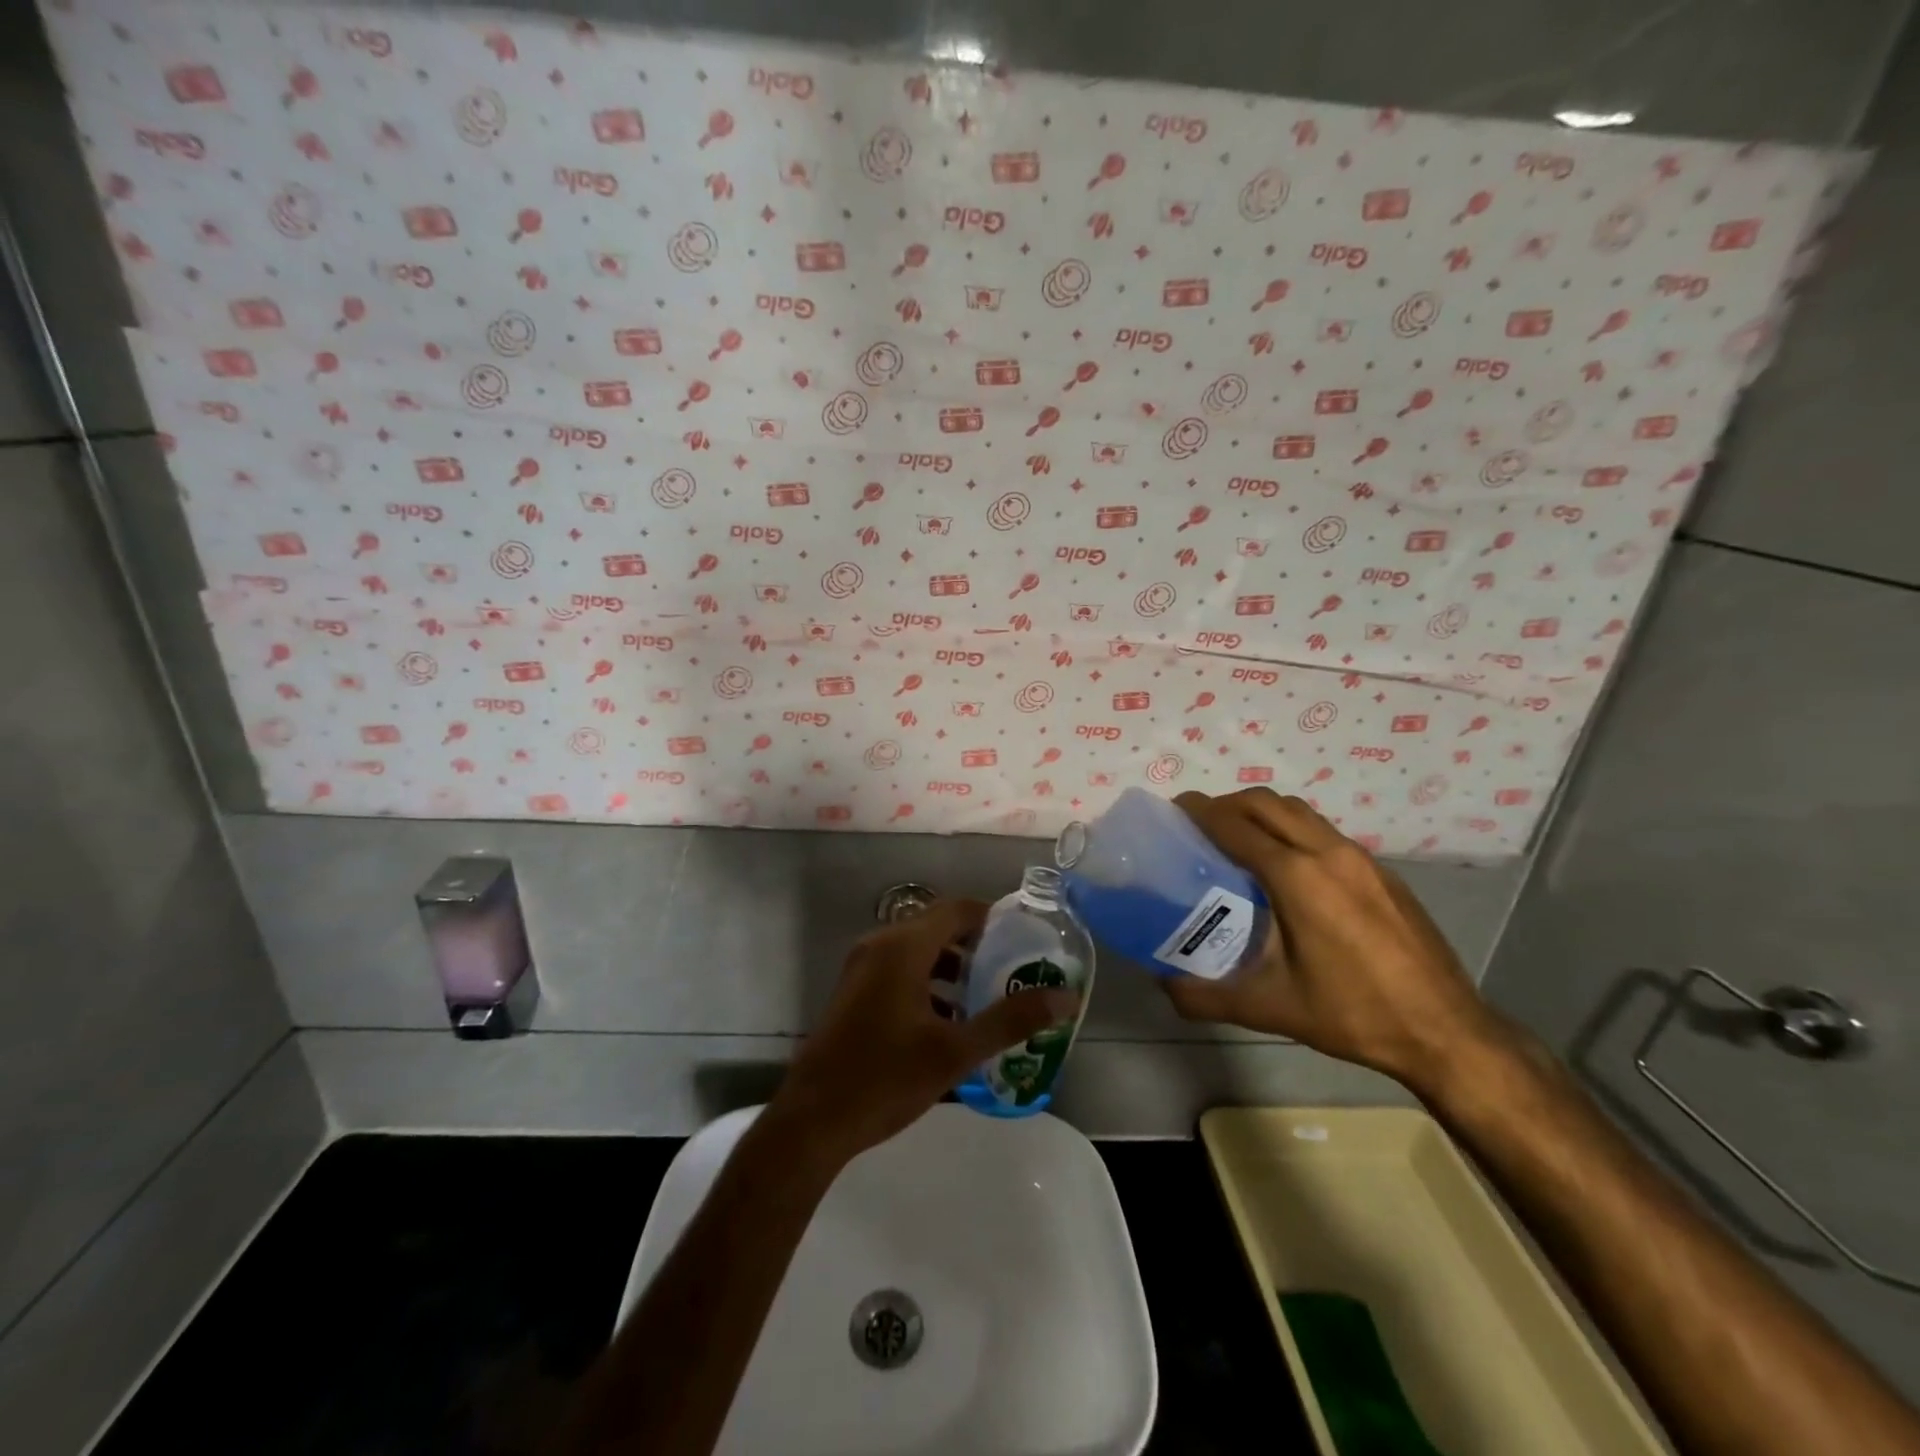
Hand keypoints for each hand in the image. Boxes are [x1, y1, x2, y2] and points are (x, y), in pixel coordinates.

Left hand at [770, 898, 1079, 1162]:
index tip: (1025, 940)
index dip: (993, 918)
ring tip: (987, 998)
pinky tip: (949, 1022)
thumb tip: (1066, 997)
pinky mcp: (854, 992)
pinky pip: (900, 971)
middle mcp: (880, 945)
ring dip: (953, 968)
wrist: (811, 1121)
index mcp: (902, 947)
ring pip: (919, 952)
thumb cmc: (884, 1079)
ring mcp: (862, 968)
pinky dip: (928, 983)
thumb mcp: (955, 1052)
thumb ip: (1010, 1020)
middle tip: (1013, 971)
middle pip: (938, 928)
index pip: (957, 909)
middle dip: (977, 946)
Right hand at [1162, 789, 1510, 1093]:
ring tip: (1237, 838)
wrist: (1447, 1031)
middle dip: (1226, 804)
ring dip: (1261, 812)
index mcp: (1297, 877)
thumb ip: (1207, 996)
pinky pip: (1323, 831)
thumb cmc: (1353, 1014)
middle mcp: (1328, 853)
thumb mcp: (1271, 1009)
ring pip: (1299, 811)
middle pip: (1266, 803)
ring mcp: (1361, 858)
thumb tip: (1164, 986)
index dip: (1199, 812)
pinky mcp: (1382, 871)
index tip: (1173, 810)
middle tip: (1199, 824)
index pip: (1235, 825)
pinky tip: (1286, 868)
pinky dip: (1291, 829)